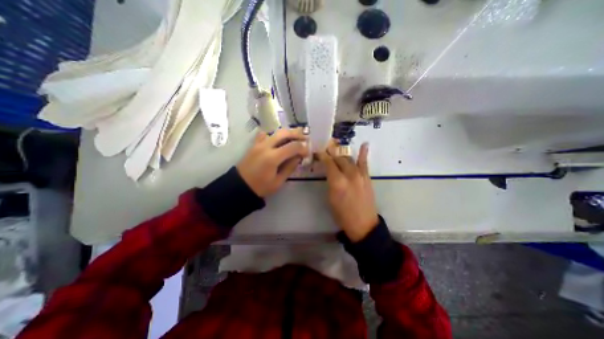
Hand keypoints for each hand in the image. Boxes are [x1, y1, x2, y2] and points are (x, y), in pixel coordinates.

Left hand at [239, 127, 308, 196]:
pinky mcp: (254, 144)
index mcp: (272, 158)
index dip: (303, 147)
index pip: (292, 146)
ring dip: (288, 133)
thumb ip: (290, 167)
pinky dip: (274, 135)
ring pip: (276, 132)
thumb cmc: (260, 187)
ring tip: (296, 137)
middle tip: (305, 138)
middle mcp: (265, 147)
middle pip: (284, 133)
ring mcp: (259, 144)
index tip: (308, 151)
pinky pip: (266, 134)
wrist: (240, 186)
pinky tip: (278, 140)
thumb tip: (299, 157)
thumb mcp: (278, 181)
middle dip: (297, 134)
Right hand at [317, 142, 375, 240]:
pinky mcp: (367, 177)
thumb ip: (329, 181)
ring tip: (336, 149)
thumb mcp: (330, 198)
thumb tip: (328, 171)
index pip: (328, 163)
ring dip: (341, 154)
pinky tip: (364, 144)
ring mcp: (360, 174)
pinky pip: (364, 162)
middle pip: (339, 158)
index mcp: (337, 181)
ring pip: (349, 159)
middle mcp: (349, 174)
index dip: (322, 156)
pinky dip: (363, 153)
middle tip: (325, 151)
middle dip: (331, 153)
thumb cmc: (342, 214)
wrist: (363, 224)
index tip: (318, 152)